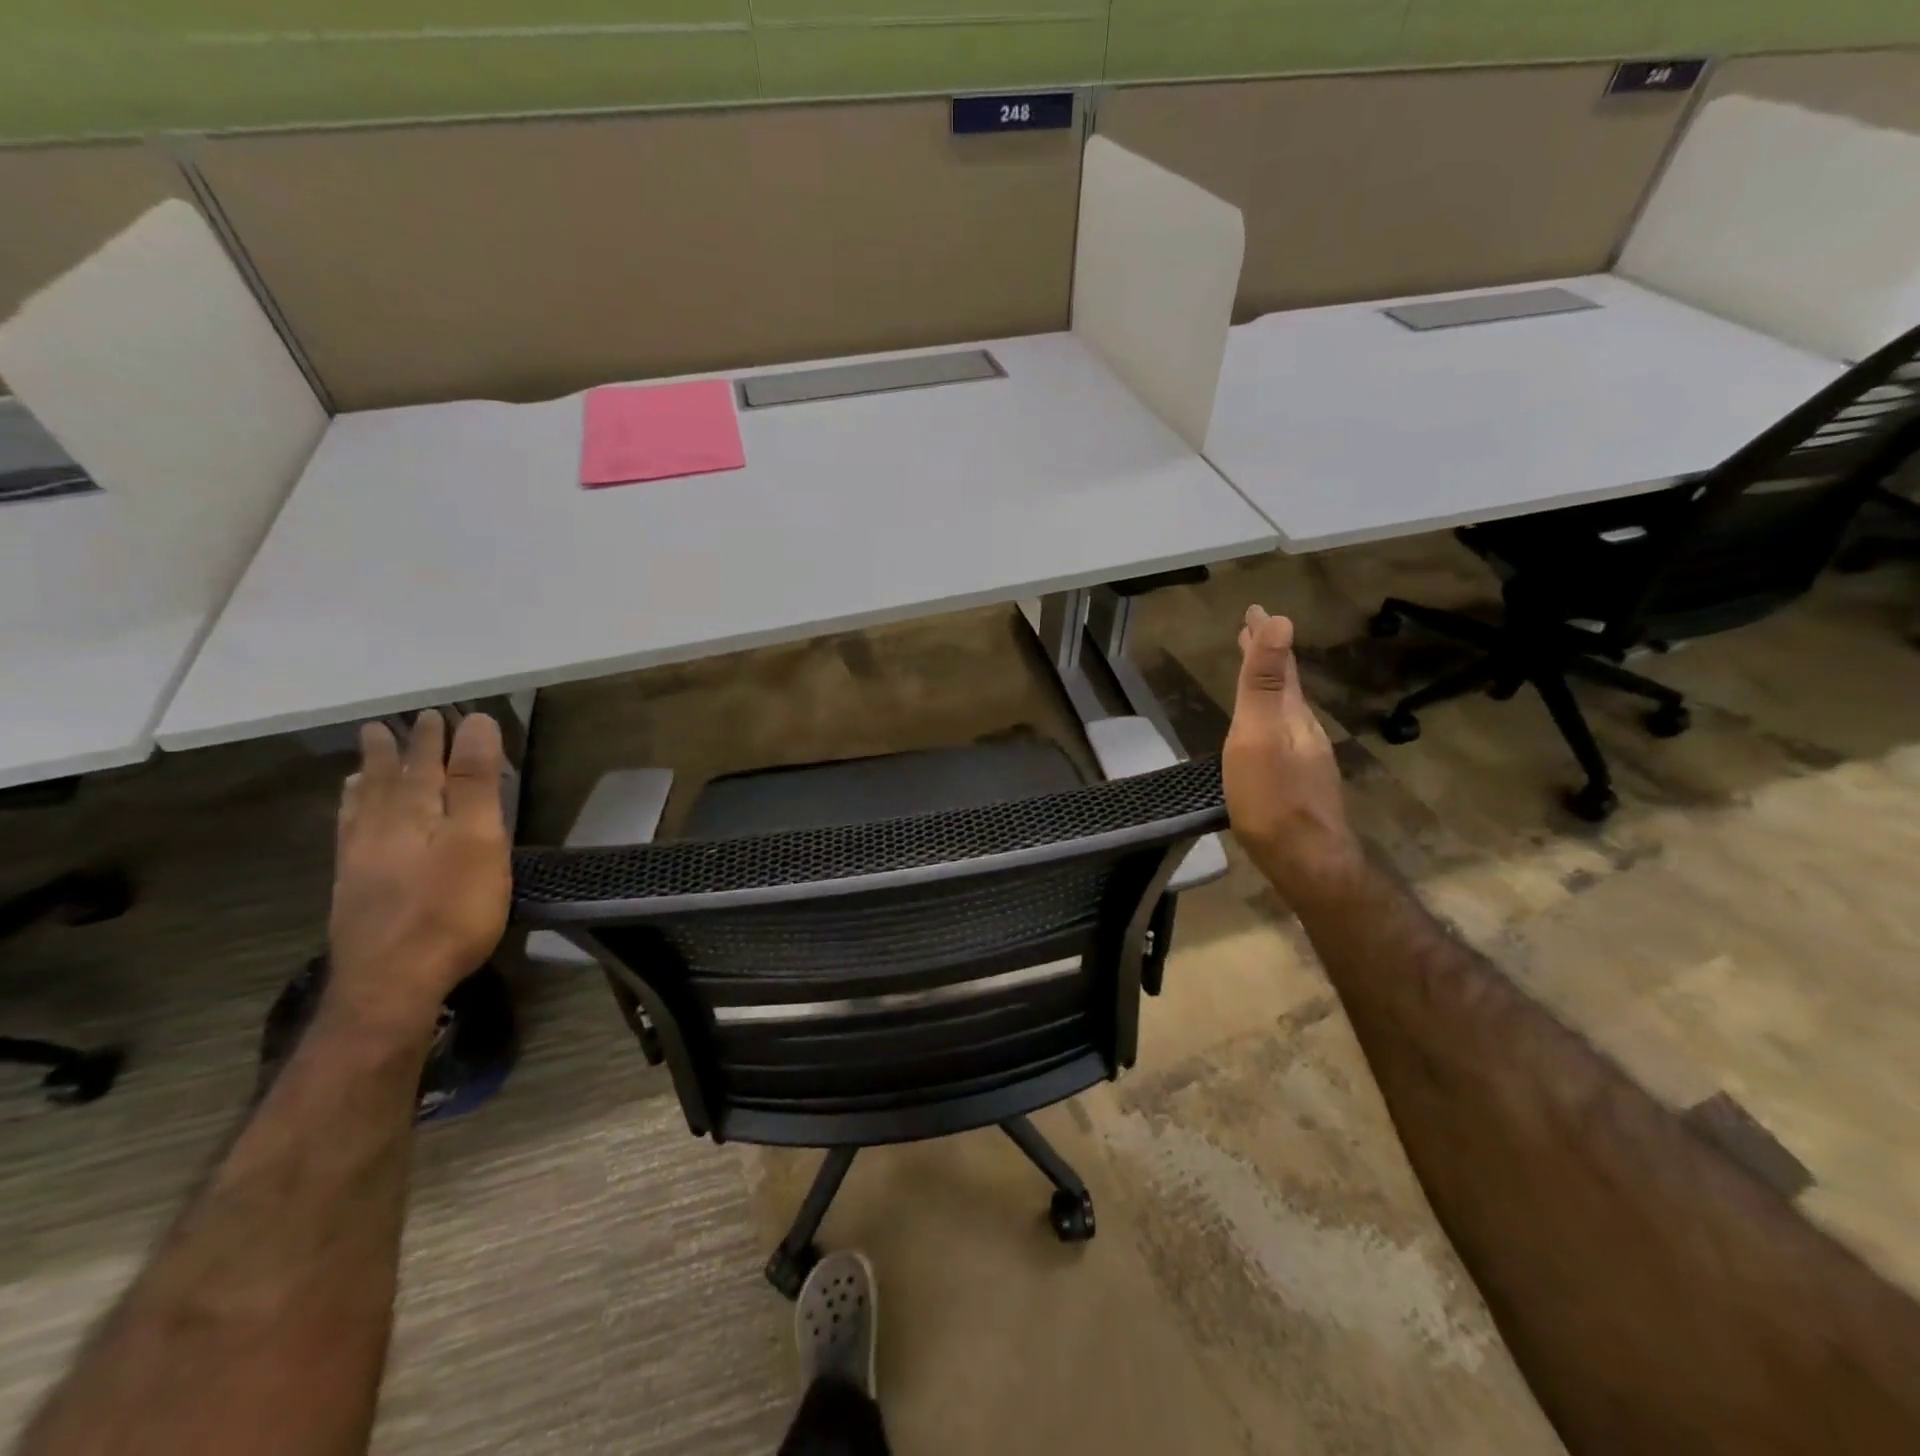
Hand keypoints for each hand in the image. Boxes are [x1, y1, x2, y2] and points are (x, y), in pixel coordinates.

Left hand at [326, 711, 510, 1040]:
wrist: (393, 983)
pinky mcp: (354, 894)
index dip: (434, 739)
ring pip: (360, 811)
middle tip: (383, 727)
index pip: (425, 764)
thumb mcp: (477, 839)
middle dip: (392, 754)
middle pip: (387, 782)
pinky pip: (348, 840)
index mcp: (413, 813)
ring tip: (359, 767)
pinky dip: (350, 822)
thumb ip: (475, 782)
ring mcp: (361, 863)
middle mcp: (380, 830)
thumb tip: (475, 722)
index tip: (436, 712)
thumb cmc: (450, 909)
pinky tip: (352, 827)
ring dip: (364, 784)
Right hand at [1223, 606, 1363, 909]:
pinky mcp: (1298, 782)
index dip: (1265, 636)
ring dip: (1268, 684)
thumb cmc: (1272, 796)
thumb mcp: (1259, 735)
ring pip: (1285, 708)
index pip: (1279, 663)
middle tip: (1251, 632)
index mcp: (1291, 713)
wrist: (1306, 860)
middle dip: (1268, 655)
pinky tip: (1262, 731)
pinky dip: (1268, 716)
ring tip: (1253, 672)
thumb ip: (1265, 683)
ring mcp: (1304, 758)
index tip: (1255, 610)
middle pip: (1285, 683)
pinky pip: (1281, 733)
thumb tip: (1281, 620)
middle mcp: (1302, 729)